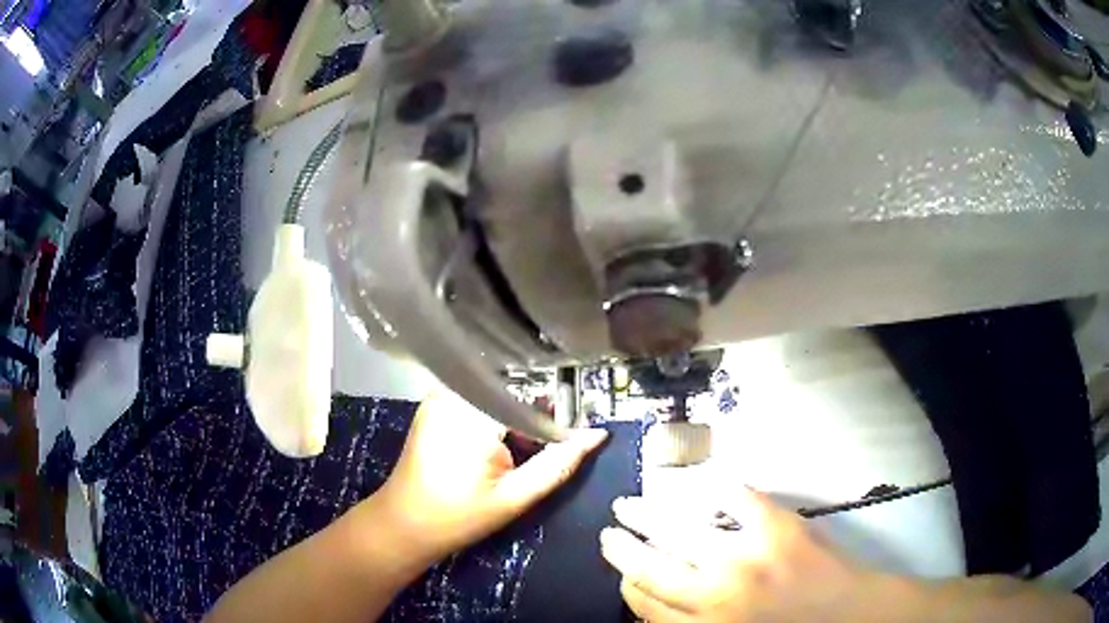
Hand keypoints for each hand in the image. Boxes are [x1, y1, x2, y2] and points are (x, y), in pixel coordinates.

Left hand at [375, 391, 607, 567]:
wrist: (405, 523)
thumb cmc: (459, 516)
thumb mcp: (516, 496)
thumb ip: (559, 463)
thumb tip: (597, 435)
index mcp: (473, 413)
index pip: (532, 393)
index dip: (557, 413)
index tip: (571, 435)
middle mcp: (454, 392)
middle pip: (515, 387)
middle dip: (536, 413)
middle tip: (544, 446)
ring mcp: (441, 395)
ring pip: (498, 391)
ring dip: (517, 414)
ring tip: (520, 450)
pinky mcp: (436, 403)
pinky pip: (479, 397)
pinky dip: (497, 415)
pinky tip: (499, 444)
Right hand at [601, 487, 880, 621]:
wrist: (847, 615)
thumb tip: (655, 604)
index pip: (643, 603)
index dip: (627, 585)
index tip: (624, 575)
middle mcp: (712, 593)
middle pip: (649, 567)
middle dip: (620, 549)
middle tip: (608, 533)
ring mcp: (744, 555)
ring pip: (677, 529)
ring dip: (646, 515)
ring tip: (628, 505)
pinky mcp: (775, 525)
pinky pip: (734, 496)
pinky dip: (713, 487)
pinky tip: (699, 486)